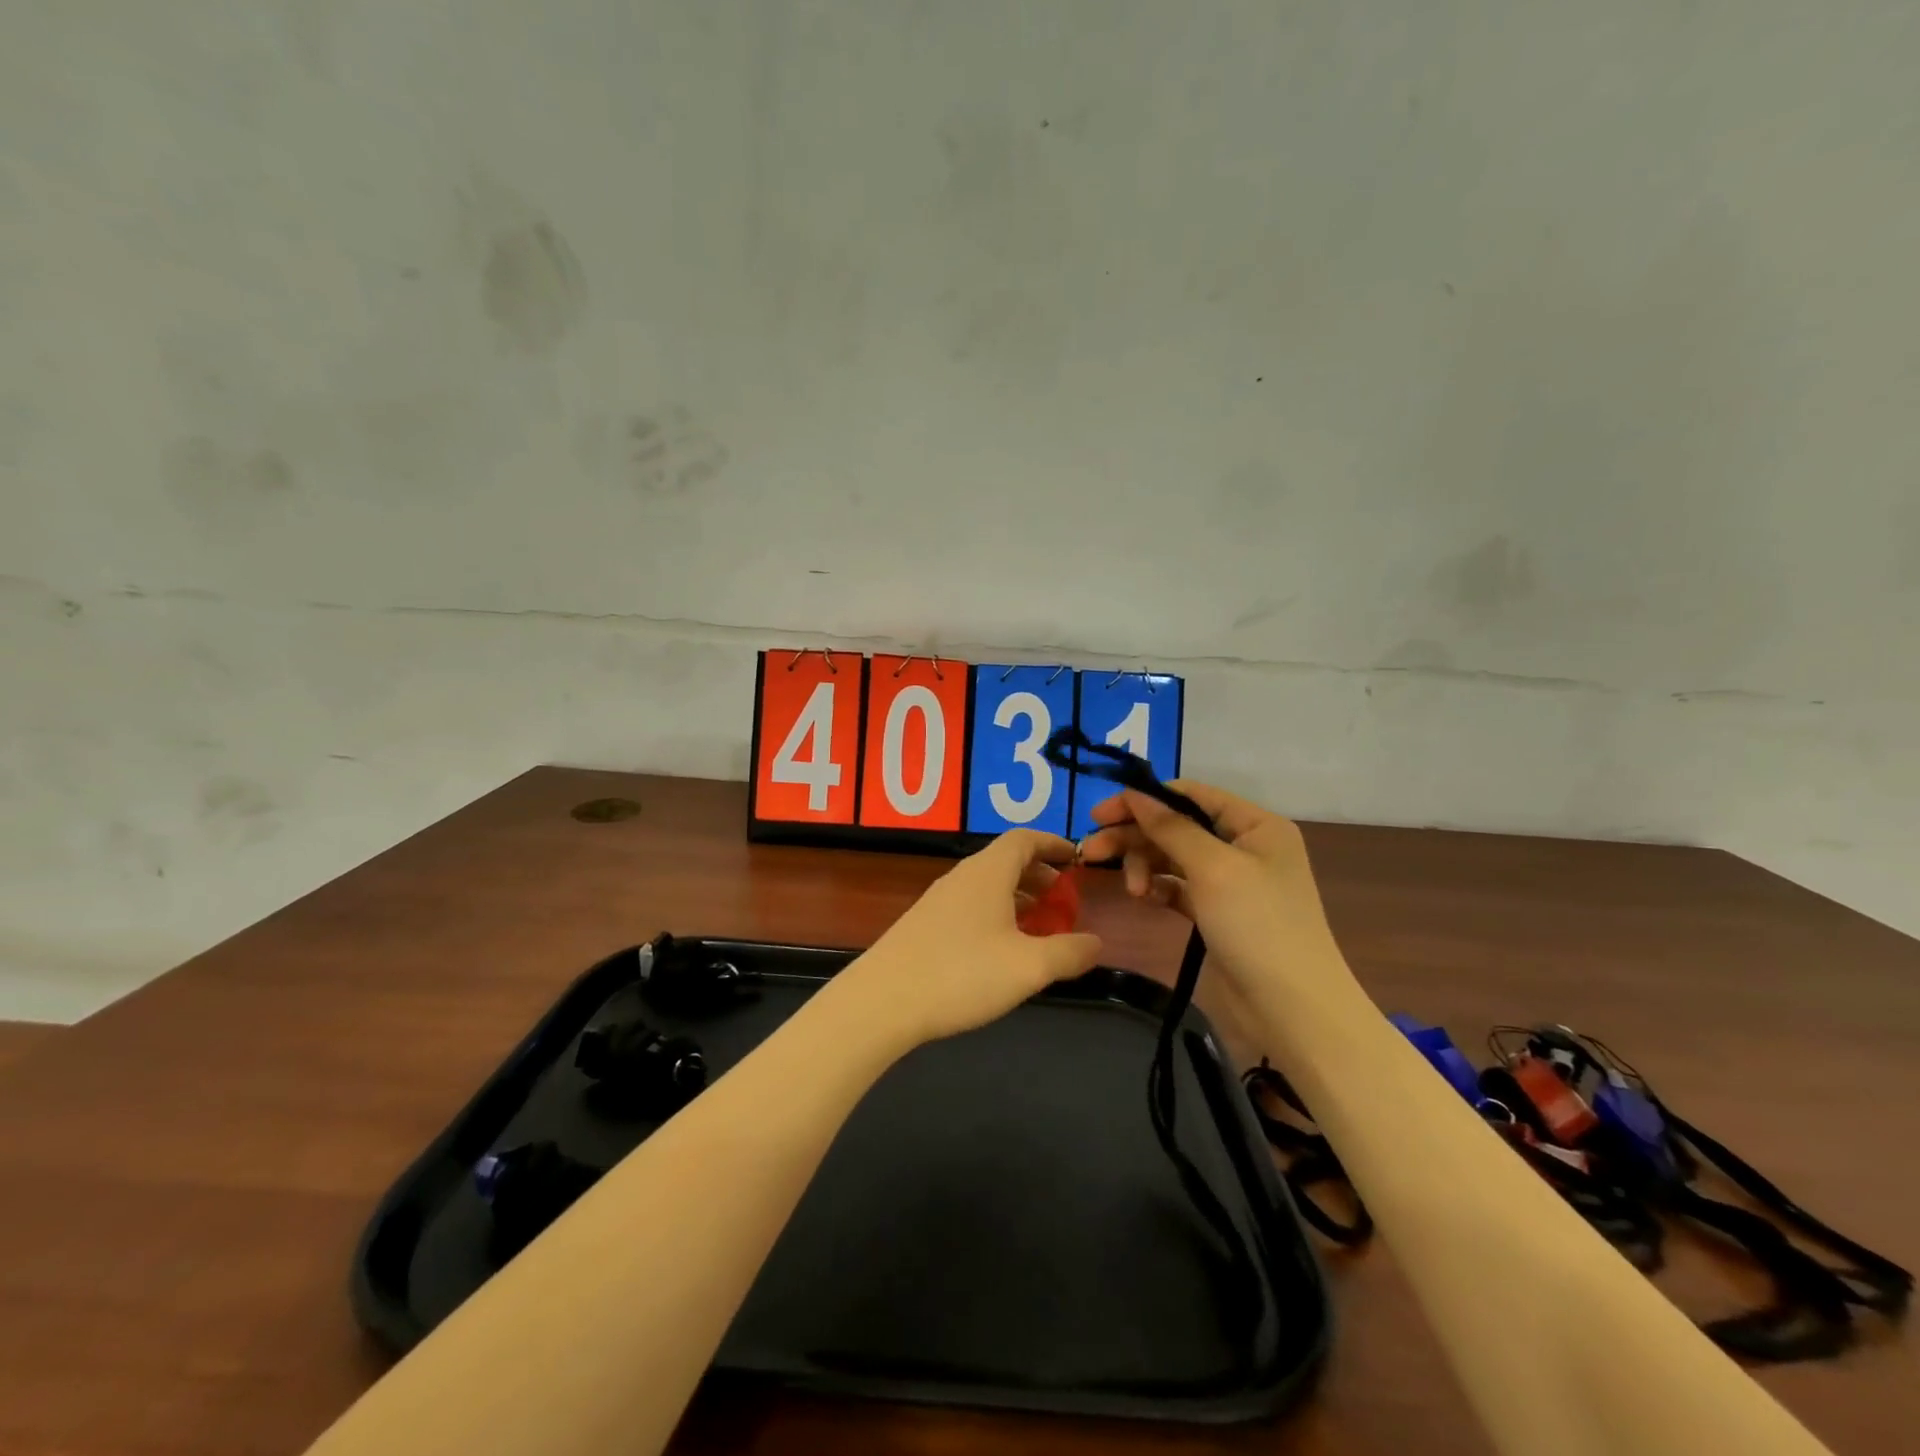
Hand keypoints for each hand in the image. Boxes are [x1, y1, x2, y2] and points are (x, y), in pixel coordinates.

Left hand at [846, 831, 1102, 1047]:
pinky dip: (995, 915)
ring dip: (1017, 898)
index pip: (1024, 838)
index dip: (1053, 843)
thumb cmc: (961, 974)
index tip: (1076, 859)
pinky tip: (1000, 952)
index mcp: (988, 872)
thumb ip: (1069, 953)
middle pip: (1006, 861)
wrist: (882, 1001)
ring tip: (1038, 928)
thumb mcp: (1028, 967)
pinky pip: (969, 906)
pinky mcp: (923, 925)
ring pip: (987, 886)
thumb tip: (1097, 942)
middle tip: (1063, 901)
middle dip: (1039, 875)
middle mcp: (961, 877)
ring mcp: (938, 900)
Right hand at [1077, 781, 1336, 995]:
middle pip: (1176, 826)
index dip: (1144, 799)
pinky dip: (1158, 888)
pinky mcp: (1216, 912)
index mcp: (1255, 825)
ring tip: (1130, 891)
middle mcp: (1243, 846)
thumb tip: (1135, 794)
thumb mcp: (1214, 868)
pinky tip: (1144, 898)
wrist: (1291, 1011)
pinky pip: (1177, 887)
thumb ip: (1171, 828)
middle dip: (1134, 836)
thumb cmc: (1258, 926)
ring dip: (1144, 865)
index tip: (1100, 814)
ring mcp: (1229, 881)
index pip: (1191, 795)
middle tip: (1091, 852)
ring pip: (1172, 857)